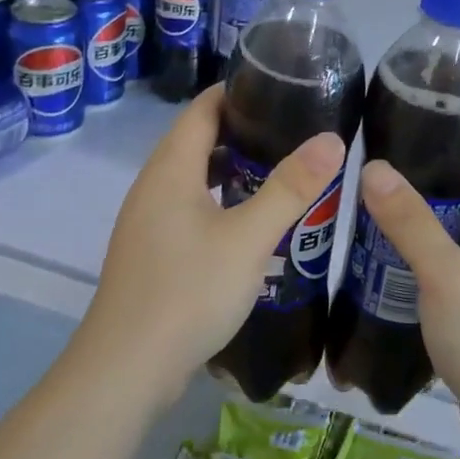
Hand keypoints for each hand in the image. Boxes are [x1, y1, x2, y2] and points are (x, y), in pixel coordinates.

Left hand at [83, 87, 345, 396]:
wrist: (128, 368)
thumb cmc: (188, 291)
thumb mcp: (249, 237)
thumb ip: (291, 188)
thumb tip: (331, 139)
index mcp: (170, 169)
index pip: (202, 108)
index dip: (238, 91)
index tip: (283, 90)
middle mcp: (152, 186)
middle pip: (196, 140)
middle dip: (242, 130)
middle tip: (293, 131)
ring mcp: (147, 222)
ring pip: (193, 178)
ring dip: (231, 169)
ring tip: (279, 171)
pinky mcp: (152, 252)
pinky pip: (188, 208)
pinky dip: (219, 201)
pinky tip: (249, 222)